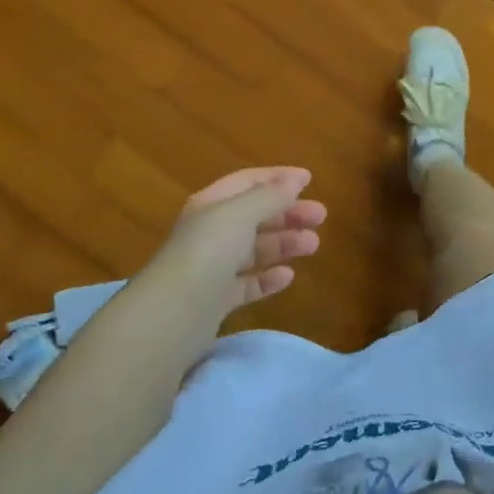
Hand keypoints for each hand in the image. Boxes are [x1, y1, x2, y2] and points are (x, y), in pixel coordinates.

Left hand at [145, 167, 327, 317]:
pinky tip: (287, 277)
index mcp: (212, 205)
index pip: (248, 182)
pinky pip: (248, 283)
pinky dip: (268, 278)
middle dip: (288, 213)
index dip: (278, 178)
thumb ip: (270, 196)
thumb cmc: (208, 252)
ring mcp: (212, 267)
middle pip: (255, 215)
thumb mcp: (241, 213)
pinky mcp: (216, 300)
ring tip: (313, 245)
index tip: (310, 180)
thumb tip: (295, 181)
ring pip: (255, 249)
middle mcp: (211, 232)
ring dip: (285, 243)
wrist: (172, 315)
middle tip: (321, 216)